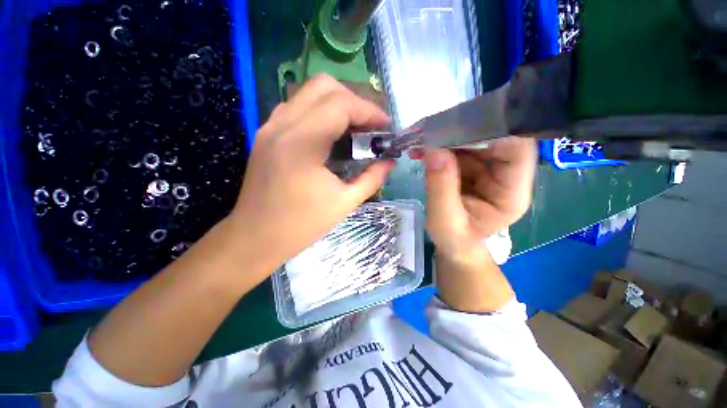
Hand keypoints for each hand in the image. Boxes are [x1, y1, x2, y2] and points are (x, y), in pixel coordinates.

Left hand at [230, 74, 393, 272]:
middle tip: (369, 125)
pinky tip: (331, 134)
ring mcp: (270, 127)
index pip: (341, 104)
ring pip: (308, 93)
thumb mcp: (344, 203)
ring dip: (336, 104)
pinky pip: (297, 108)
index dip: (369, 110)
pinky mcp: (266, 135)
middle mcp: (282, 125)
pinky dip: (320, 112)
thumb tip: (390, 163)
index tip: (386, 126)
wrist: (256, 238)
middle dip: (354, 100)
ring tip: (354, 128)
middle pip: (323, 86)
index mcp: (302, 142)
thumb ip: (372, 179)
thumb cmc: (301, 225)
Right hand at [411, 138, 535, 260]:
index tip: (456, 126)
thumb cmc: (454, 239)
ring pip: (473, 142)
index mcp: (511, 194)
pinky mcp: (473, 169)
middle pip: (494, 140)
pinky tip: (421, 151)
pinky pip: (458, 150)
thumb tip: (433, 149)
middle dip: (460, 133)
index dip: (493, 132)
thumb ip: (440, 187)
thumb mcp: (444, 220)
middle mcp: (506, 176)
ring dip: (445, 139)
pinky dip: (439, 148)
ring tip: (418, 143)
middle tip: (427, 132)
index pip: (517, 150)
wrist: (454, 245)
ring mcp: (489, 170)